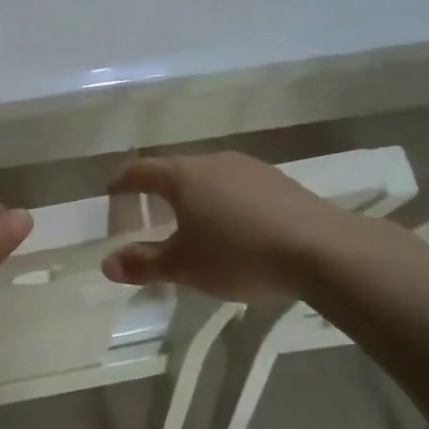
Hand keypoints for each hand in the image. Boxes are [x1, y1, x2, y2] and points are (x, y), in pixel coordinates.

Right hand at [102, 153, 350, 301]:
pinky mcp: (278, 181)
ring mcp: (249, 168)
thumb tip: (106, 264)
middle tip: (148, 212)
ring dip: (193, 195)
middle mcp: (213, 161)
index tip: (112, 193)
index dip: (122, 182)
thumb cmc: (238, 254)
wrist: (322, 249)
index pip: (141, 171)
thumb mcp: (184, 266)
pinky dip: (223, 201)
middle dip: (157, 190)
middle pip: (175, 170)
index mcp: (183, 176)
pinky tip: (233, 226)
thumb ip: (144, 264)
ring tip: (191, 221)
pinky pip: (236, 186)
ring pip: (208, 177)